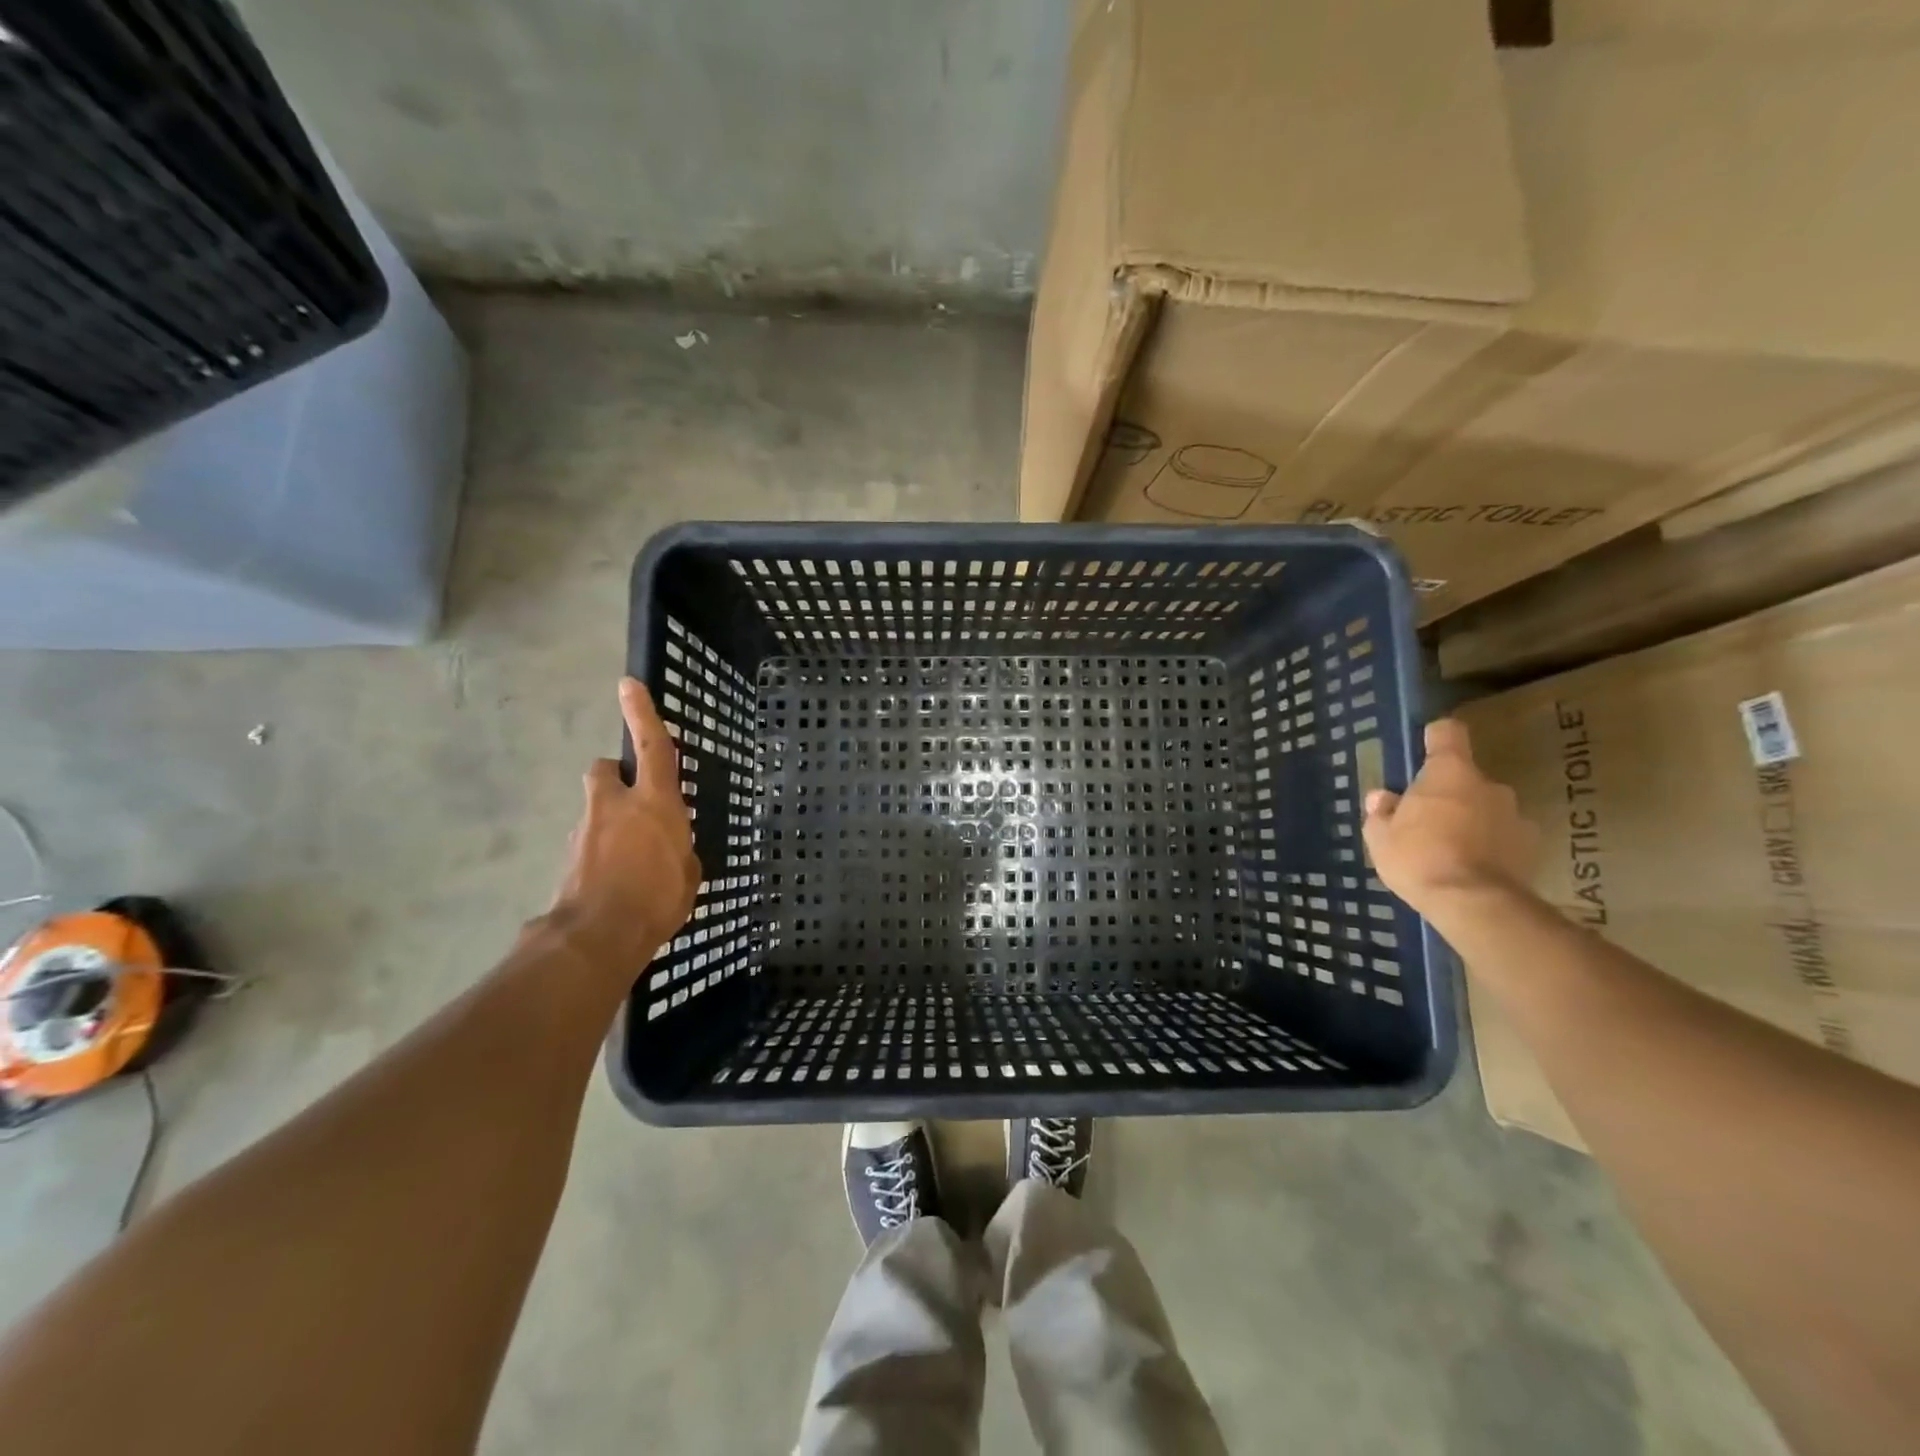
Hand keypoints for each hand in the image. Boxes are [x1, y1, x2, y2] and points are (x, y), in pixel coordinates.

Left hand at [549, 677, 701, 971]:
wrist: (595, 939)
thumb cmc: (656, 900)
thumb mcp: (689, 875)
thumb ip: (680, 852)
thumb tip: (672, 851)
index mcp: (655, 804)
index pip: (651, 747)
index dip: (642, 714)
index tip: (628, 684)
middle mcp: (615, 807)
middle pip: (604, 771)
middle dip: (615, 778)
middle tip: (631, 803)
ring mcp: (585, 830)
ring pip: (595, 810)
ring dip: (608, 823)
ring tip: (628, 863)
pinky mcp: (567, 857)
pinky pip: (588, 844)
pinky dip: (599, 855)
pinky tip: (613, 885)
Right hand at [1362, 719, 1538, 916]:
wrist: (1475, 904)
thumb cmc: (1419, 858)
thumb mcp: (1380, 836)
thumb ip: (1381, 812)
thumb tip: (1382, 797)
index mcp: (1449, 773)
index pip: (1447, 733)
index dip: (1434, 738)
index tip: (1423, 747)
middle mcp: (1489, 785)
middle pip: (1465, 778)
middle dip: (1448, 794)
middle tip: (1425, 821)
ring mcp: (1516, 815)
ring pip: (1486, 808)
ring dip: (1470, 820)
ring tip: (1450, 850)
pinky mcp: (1532, 847)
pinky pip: (1503, 837)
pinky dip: (1489, 846)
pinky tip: (1471, 869)